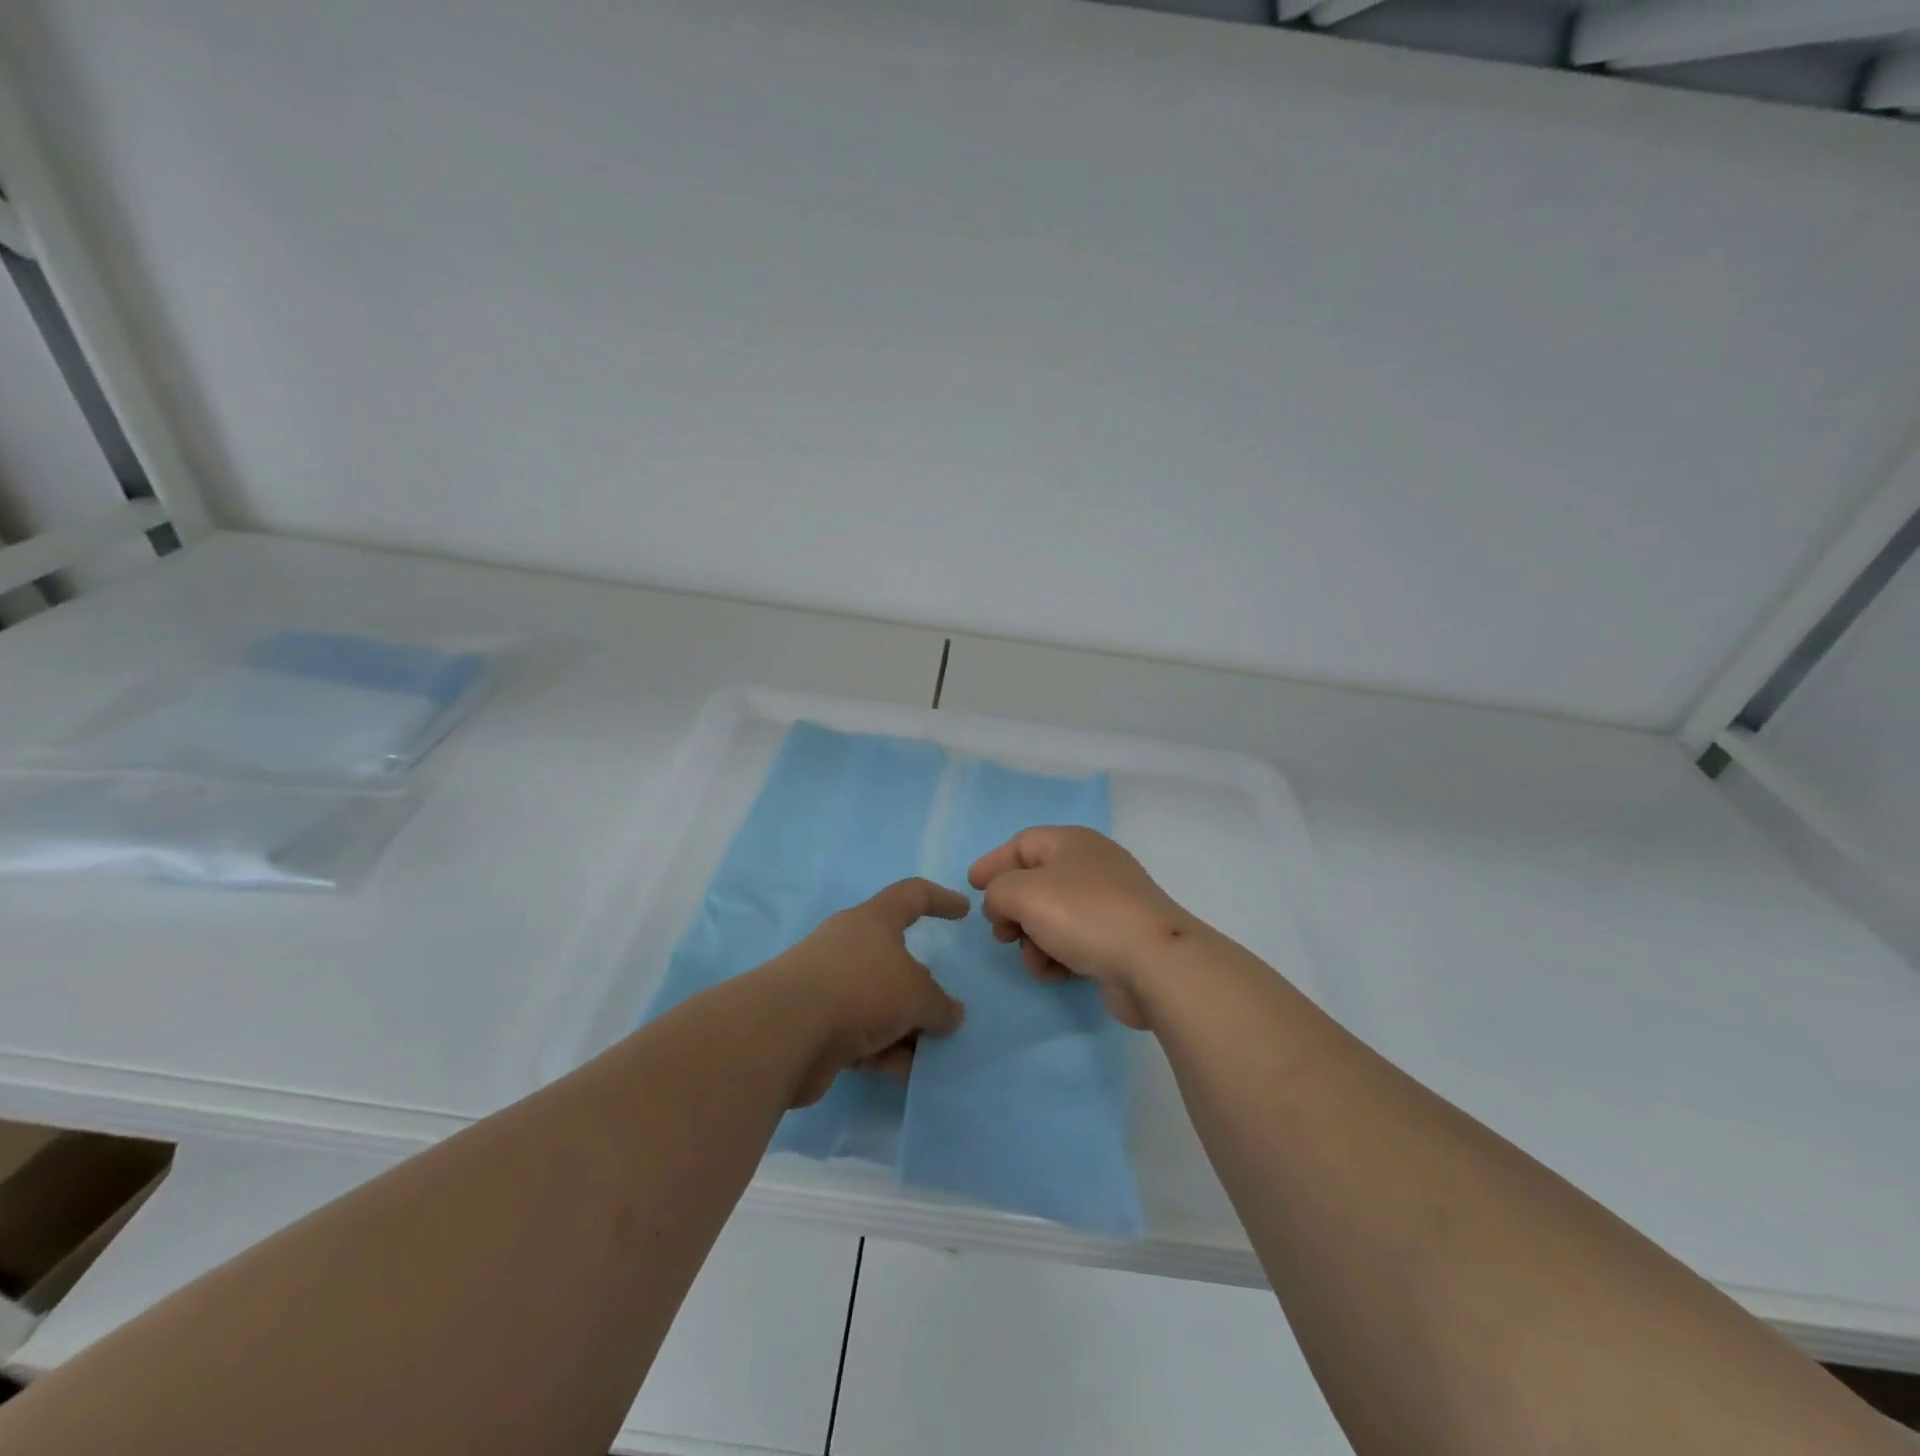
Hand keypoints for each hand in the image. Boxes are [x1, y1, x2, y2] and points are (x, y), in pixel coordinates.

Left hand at [763, 878, 968, 1107]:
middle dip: (922, 985)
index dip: (940, 899)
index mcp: (873, 920)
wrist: (786, 1032)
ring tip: (932, 1051)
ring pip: (879, 1002)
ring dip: (906, 1026)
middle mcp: (849, 946)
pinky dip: (884, 1049)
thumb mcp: (916, 995)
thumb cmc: (861, 990)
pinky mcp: (816, 1024)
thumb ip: (940, 1005)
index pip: (912, 895)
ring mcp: (830, 985)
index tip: (963, 910)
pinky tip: (905, 1072)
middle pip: (895, 959)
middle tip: (946, 1009)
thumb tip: (950, 1014)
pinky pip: (861, 1034)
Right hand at [969, 826, 1195, 1029]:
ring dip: (1032, 941)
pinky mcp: (1117, 939)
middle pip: (1035, 882)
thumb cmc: (1084, 915)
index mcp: (1072, 842)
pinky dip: (1056, 957)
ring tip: (1034, 960)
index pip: (1022, 843)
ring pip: (1051, 918)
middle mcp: (1091, 867)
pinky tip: (1055, 974)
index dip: (993, 863)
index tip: (971, 887)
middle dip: (1012, 910)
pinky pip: (1072, 943)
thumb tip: (1003, 905)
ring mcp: (1108, 904)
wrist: (1154, 963)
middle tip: (1002, 933)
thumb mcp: (1024, 893)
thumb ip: (998, 891)